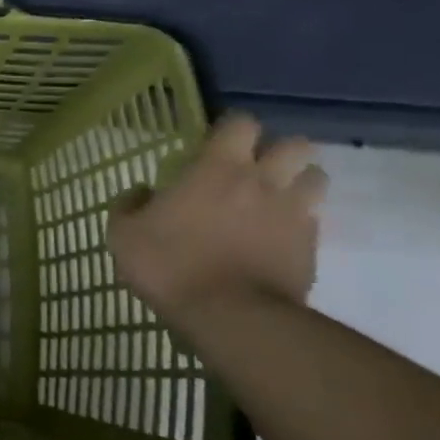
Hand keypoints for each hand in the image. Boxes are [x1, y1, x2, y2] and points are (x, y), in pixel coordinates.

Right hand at [107, 113, 326, 316]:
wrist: (229, 316)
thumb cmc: (170, 265)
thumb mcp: (123, 235)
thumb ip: (129, 206)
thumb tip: (141, 192)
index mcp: (218, 169)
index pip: (240, 123)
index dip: (230, 129)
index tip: (214, 145)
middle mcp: (263, 181)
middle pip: (295, 144)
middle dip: (279, 152)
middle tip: (254, 170)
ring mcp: (294, 214)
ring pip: (316, 179)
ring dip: (298, 183)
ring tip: (274, 201)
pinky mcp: (311, 248)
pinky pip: (313, 222)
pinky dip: (298, 225)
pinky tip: (275, 241)